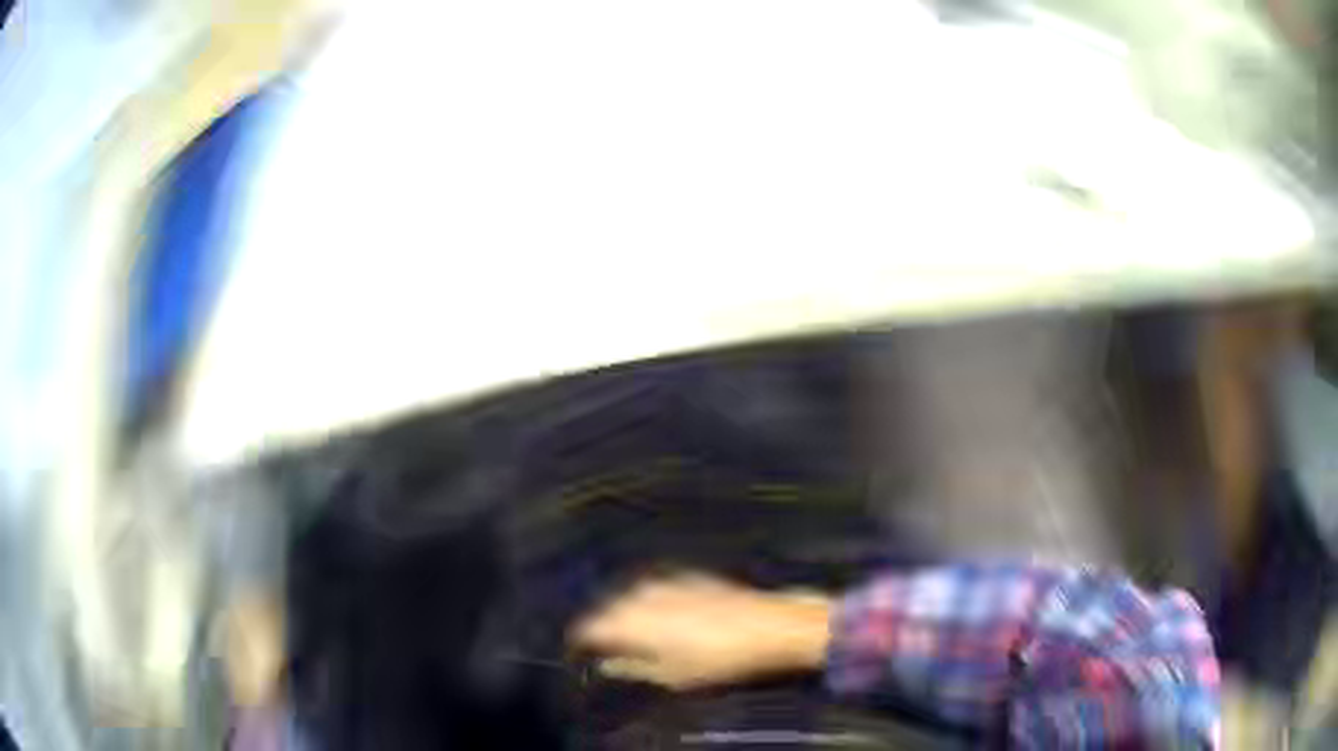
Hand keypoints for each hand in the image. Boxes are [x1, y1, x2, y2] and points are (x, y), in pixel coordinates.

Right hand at [569, 573, 832, 690]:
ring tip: (634, 635)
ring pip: (629, 596)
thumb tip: (606, 665)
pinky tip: (662, 616)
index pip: (587, 628)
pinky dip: (650, 602)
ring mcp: (665, 581)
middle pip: (606, 609)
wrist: (766, 626)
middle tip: (608, 649)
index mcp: (629, 621)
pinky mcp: (687, 576)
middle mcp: (640, 594)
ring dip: (625, 613)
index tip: (581, 654)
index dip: (580, 642)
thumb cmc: (715, 660)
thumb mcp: (670, 675)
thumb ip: (632, 667)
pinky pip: (655, 588)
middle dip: (603, 627)